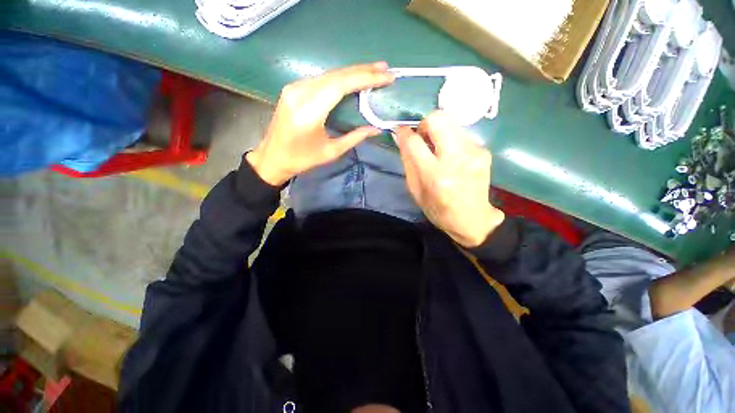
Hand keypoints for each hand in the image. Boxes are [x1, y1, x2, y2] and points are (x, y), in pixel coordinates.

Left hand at [246, 62, 394, 185]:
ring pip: (329, 74)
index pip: (340, 86)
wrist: (272, 157)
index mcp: (309, 112)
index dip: (365, 78)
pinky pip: (321, 79)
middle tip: (384, 69)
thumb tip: (376, 129)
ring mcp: (294, 88)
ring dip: (352, 72)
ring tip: (374, 71)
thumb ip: (354, 138)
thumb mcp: (331, 152)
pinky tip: (353, 79)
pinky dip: (340, 78)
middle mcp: (300, 93)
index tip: (386, 77)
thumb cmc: (302, 159)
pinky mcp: (293, 88)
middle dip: (362, 71)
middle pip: (336, 75)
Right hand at [395, 111, 503, 247]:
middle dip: (425, 123)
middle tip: (422, 137)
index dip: (404, 132)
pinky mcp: (484, 151)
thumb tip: (401, 137)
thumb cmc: (438, 209)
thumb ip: (408, 161)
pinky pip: (461, 134)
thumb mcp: (415, 190)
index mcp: (435, 176)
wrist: (472, 219)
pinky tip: (451, 156)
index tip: (400, 130)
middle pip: (438, 118)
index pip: (414, 142)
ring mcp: (474, 152)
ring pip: (451, 123)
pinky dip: (451, 140)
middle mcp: (456, 159)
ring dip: (439, 132)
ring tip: (437, 149)